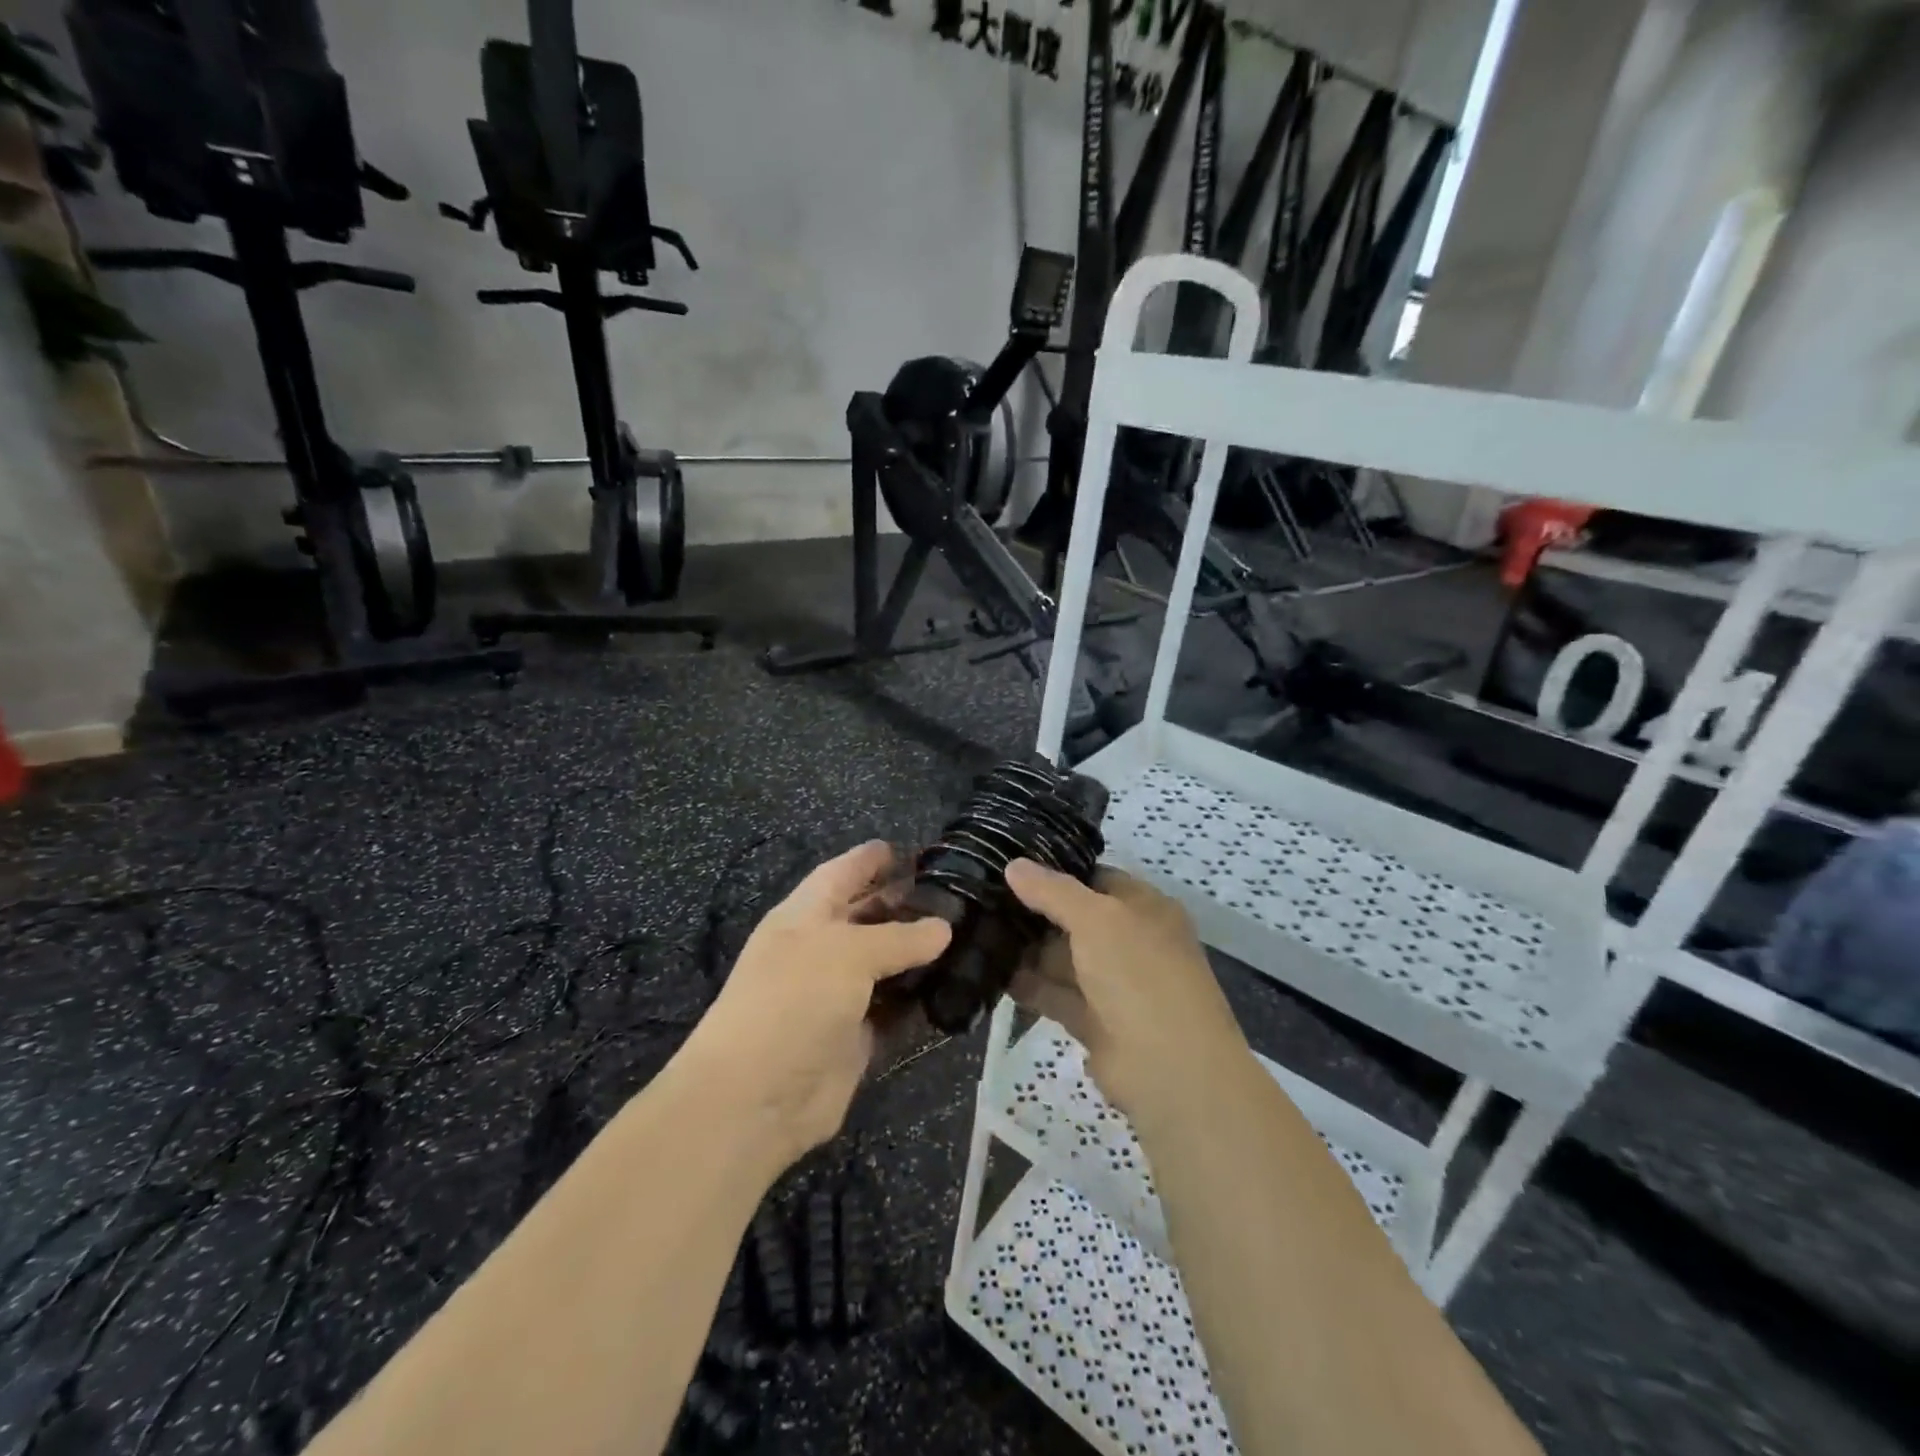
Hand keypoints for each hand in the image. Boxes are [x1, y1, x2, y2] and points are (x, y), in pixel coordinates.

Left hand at [674, 841, 951, 1168]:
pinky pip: (895, 1011)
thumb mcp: (847, 953)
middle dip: (905, 905)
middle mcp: (820, 950)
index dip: (871, 860)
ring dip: (920, 956)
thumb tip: (943, 927)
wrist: (755, 1097)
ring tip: (969, 938)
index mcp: (804, 916)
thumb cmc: (793, 1000)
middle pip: (867, 918)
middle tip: (957, 896)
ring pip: (886, 966)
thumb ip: (899, 937)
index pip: (841, 874)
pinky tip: (957, 990)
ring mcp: (837, 996)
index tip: (912, 851)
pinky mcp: (855, 1038)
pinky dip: (920, 1002)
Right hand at [1005, 859, 1249, 1124]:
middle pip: (1075, 918)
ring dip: (1027, 950)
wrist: (1170, 1069)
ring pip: (1063, 958)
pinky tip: (991, 973)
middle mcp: (1131, 941)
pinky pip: (1056, 994)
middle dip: (1034, 911)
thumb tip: (1013, 864)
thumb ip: (1052, 891)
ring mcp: (1114, 983)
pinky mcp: (1095, 1021)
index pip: (1096, 878)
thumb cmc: (1139, 974)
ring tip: (977, 932)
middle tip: (983, 898)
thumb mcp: (1096, 918)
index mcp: (1145, 908)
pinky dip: (1028, 986)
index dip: (1056, 872)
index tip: (1010, 866)